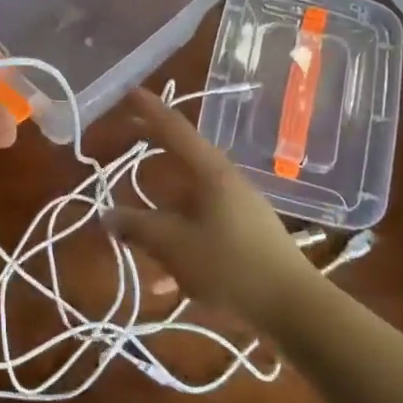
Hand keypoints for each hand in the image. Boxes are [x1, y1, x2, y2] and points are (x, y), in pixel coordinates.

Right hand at [104, 90, 311, 329]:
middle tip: (127, 139)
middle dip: (153, 158)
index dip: (150, 110)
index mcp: (211, 173)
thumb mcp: (175, 246)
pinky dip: (181, 245)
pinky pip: (202, 230)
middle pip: (182, 163)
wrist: (295, 310)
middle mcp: (226, 183)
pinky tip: (165, 281)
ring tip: (136, 238)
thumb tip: (107, 215)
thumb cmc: (232, 267)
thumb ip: (138, 228)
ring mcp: (239, 210)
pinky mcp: (246, 237)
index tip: (130, 92)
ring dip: (163, 217)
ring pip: (190, 203)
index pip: (175, 130)